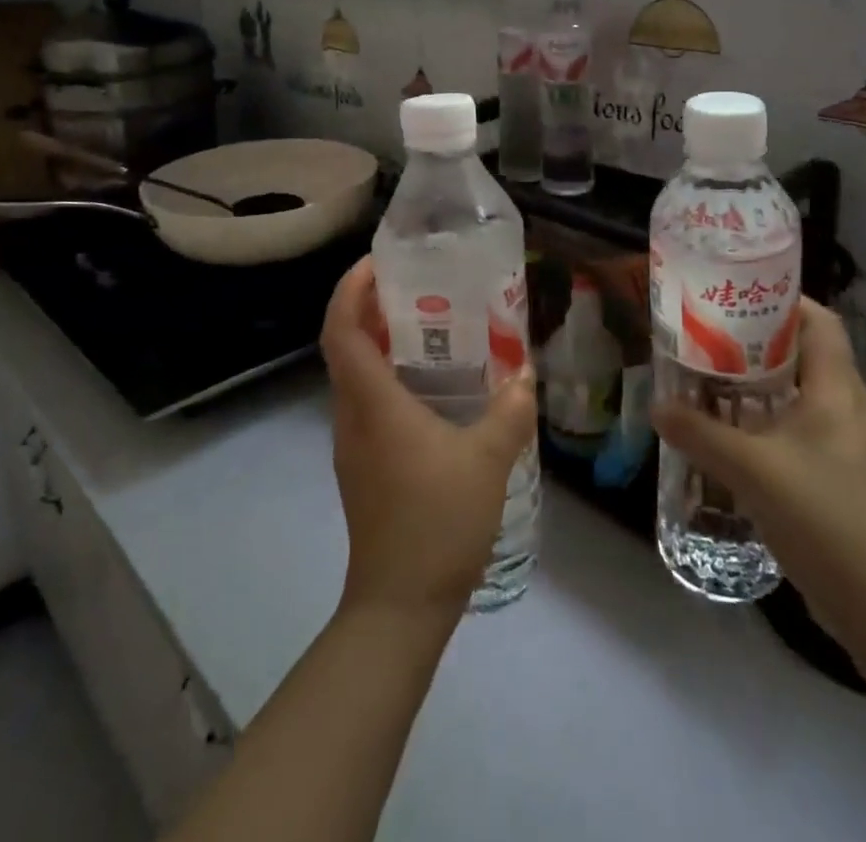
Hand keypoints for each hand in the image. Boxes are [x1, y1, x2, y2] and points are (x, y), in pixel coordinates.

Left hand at [320, 257, 536, 626]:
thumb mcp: (487, 461)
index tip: (374, 262)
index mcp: (372, 403)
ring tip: (425, 326)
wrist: (399, 604)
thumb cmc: (437, 521)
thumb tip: (524, 373)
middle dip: (366, 306)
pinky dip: (386, 376)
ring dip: (377, 342)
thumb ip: (509, 412)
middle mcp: (351, 415)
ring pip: (353, 374)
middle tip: (411, 285)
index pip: (341, 329)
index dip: (348, 289)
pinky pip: (366, 401)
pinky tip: (429, 386)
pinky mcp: (362, 465)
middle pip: (343, 345)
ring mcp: (352, 443)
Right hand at [652, 297, 865, 643]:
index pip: (820, 322)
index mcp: (840, 391)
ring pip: (807, 393)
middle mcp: (854, 407)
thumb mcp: (750, 470)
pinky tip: (742, 438)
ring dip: (765, 385)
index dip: (783, 300)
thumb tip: (657, 407)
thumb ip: (698, 433)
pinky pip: (809, 427)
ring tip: (717, 383)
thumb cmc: (821, 518)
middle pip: (809, 354)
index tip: (737, 297)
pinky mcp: (850, 476)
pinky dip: (775, 420)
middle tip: (712, 339)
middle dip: (760, 342)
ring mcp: (856, 444)